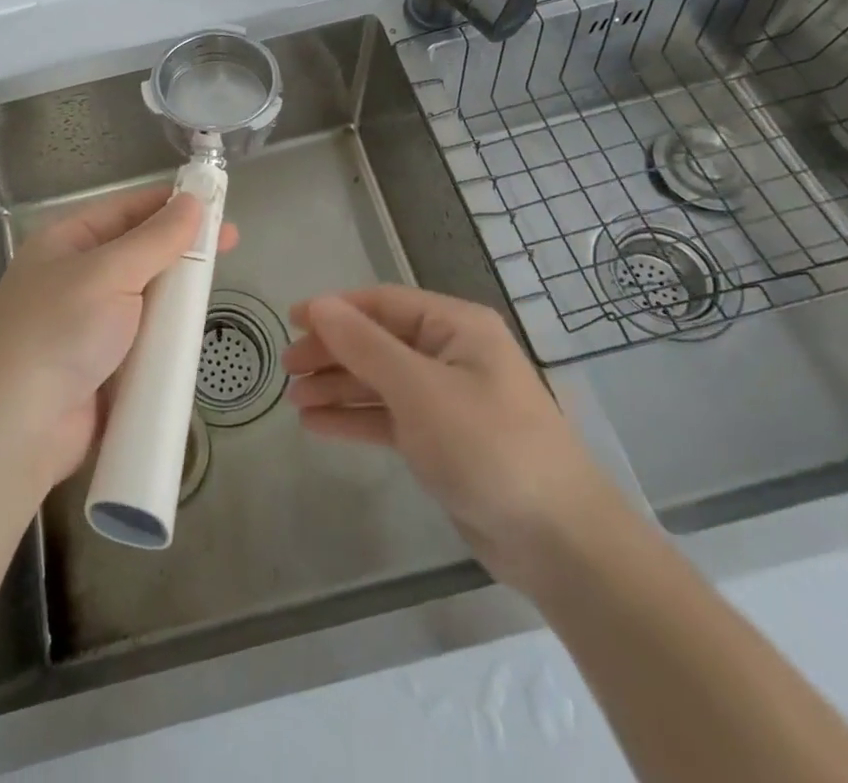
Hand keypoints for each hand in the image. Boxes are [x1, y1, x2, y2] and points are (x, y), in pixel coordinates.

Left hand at [0, 186, 237, 490]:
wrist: (18, 429)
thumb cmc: (60, 332)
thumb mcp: (109, 273)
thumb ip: (156, 239)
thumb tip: (193, 201)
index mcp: (66, 241)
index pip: (126, 209)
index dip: (170, 203)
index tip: (217, 203)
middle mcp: (76, 276)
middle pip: (139, 252)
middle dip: (181, 248)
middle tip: (230, 244)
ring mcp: (88, 323)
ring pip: (145, 296)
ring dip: (177, 293)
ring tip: (218, 287)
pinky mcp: (103, 364)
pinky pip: (144, 337)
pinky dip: (167, 334)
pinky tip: (198, 331)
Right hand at [282, 285, 623, 589]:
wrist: (560, 543)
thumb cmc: (488, 447)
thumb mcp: (419, 390)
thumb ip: (364, 346)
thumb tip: (318, 305)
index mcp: (456, 327)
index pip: (382, 304)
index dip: (334, 309)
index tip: (290, 321)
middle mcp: (451, 354)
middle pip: (378, 342)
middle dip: (332, 353)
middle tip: (287, 369)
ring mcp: (447, 399)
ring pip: (380, 381)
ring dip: (338, 388)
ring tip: (294, 400)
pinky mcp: (443, 441)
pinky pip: (389, 417)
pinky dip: (355, 419)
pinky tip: (318, 425)